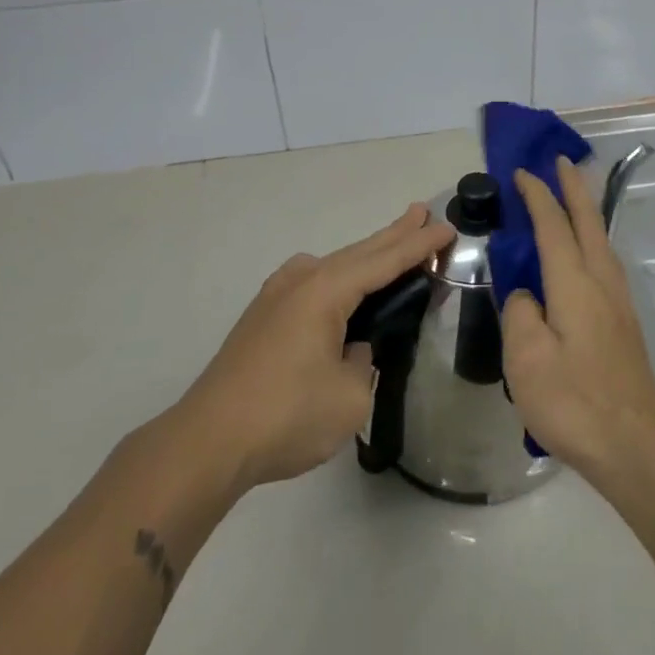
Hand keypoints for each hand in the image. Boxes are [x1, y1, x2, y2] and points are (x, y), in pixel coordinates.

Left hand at [165, 204, 454, 495]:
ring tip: (392, 243)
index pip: (385, 261)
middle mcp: (301, 281)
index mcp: (326, 291)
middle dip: (394, 233)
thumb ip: (364, 362)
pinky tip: (340, 285)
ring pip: (334, 265)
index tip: (448, 227)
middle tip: (422, 212)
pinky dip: (340, 277)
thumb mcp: (350, 396)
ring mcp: (276, 297)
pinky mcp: (262, 319)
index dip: (420, 245)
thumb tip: (351, 349)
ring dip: (366, 255)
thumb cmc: (286, 416)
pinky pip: (313, 283)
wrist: (207, 443)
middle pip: (359, 251)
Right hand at [501, 158, 654, 481]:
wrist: (634, 445)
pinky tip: (585, 254)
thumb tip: (526, 295)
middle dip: (574, 188)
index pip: (554, 226)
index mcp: (575, 284)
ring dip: (586, 211)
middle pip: (589, 222)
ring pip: (602, 241)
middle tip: (560, 160)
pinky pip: (605, 261)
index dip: (538, 196)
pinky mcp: (624, 323)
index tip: (523, 172)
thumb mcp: (526, 359)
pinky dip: (592, 239)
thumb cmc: (573, 402)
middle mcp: (602, 283)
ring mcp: (619, 303)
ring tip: (572, 198)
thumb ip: (520, 314)